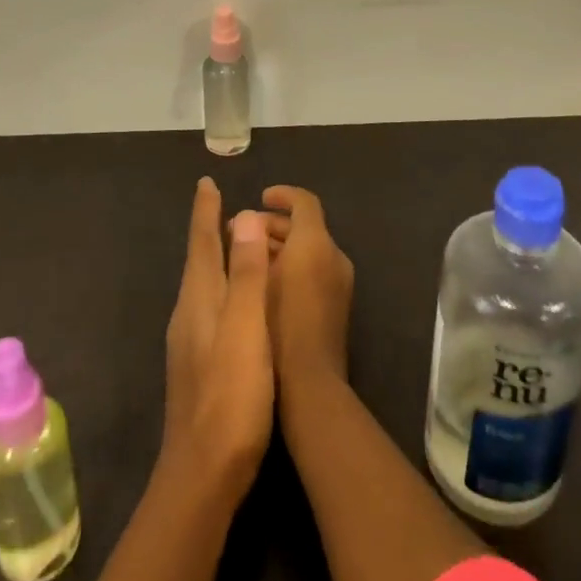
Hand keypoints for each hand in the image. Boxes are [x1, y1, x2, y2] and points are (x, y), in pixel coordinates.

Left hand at [161, 178, 274, 502]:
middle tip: (221, 203)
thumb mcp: (246, 329)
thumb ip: (247, 274)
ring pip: (203, 284)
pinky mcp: (198, 365)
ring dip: (215, 257)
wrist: (202, 474)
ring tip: (230, 243)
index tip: (205, 182)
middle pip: (200, 259)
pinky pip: (209, 306)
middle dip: (209, 229)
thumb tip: (243, 216)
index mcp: (200, 299)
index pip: (202, 242)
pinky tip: (232, 301)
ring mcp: (189, 342)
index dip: (205, 211)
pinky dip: (221, 286)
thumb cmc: (231, 396)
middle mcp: (189, 313)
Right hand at [261, 186, 354, 391]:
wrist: (312, 385)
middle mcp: (334, 256)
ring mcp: (340, 282)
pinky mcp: (337, 305)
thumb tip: (248, 220)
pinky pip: (314, 270)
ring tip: (248, 259)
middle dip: (273, 225)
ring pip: (309, 249)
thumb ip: (254, 244)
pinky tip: (266, 285)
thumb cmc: (278, 326)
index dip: (282, 195)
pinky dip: (292, 266)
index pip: (304, 201)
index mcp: (316, 243)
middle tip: (240, 234)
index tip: (259, 198)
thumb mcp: (259, 279)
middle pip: (306, 225)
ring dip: (280, 247)